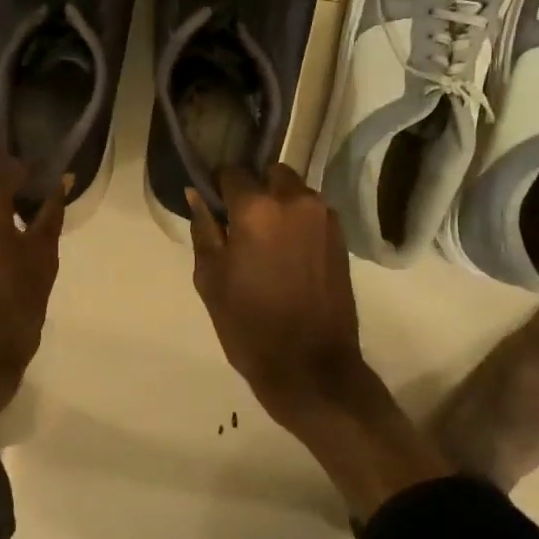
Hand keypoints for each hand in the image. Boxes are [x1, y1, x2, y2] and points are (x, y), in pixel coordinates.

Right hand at [187, 164, 366, 418]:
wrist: (310, 367)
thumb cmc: (249, 325)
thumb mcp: (210, 278)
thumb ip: (204, 229)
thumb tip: (197, 194)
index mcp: (256, 209)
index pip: (232, 172)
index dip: (218, 186)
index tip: (213, 206)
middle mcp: (294, 201)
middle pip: (270, 174)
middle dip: (254, 189)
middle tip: (241, 223)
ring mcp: (323, 217)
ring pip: (294, 190)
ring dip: (279, 204)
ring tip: (267, 240)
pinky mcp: (341, 237)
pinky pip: (312, 212)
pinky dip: (298, 220)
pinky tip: (288, 252)